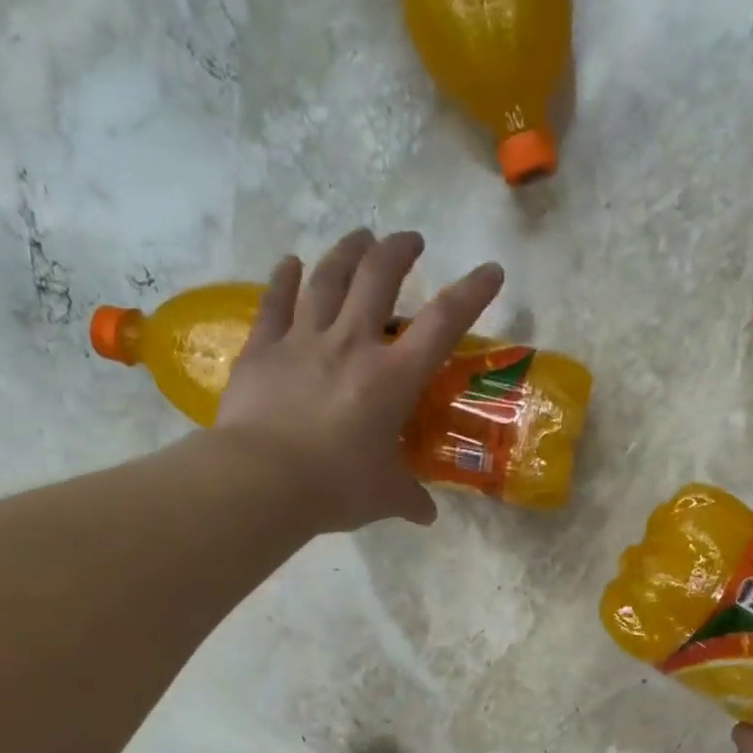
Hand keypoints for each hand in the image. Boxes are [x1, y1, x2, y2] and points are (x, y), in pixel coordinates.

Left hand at [210, 229, 504, 532]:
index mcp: (393, 378)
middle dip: (398, 251)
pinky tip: (291, 262)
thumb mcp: (385, 497)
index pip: (443, 324)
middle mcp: (352, 345)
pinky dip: (285, 278)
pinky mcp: (263, 350)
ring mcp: (303, 341)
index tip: (490, 271)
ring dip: (347, 252)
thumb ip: (409, 499)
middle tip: (409, 240)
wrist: (262, 481)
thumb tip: (427, 515)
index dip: (471, 293)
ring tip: (360, 236)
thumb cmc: (336, 486)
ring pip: (328, 279)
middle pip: (378, 278)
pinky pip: (275, 302)